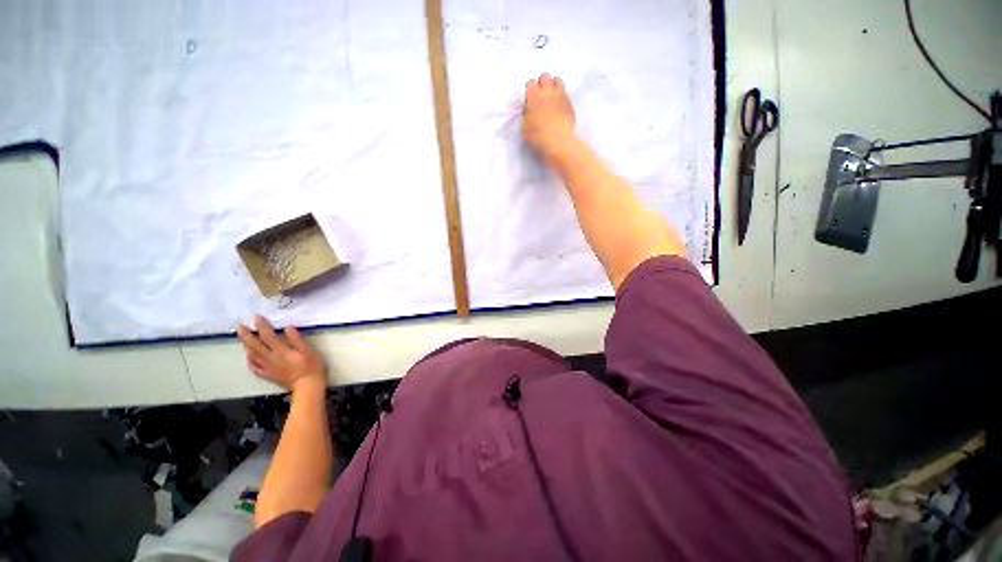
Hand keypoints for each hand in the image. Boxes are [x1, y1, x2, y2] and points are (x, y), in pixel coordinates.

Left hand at [237, 315, 326, 392]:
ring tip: (242, 337)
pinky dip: (249, 361)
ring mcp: (268, 368)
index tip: (256, 316)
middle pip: (254, 345)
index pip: (268, 335)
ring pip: (252, 355)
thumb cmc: (312, 367)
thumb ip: (297, 339)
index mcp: (281, 351)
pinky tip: (249, 357)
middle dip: (246, 334)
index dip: (261, 325)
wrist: (307, 386)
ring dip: (245, 345)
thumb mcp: (309, 351)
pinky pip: (254, 368)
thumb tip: (288, 326)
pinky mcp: (269, 375)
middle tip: (239, 325)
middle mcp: (270, 358)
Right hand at [522, 73, 576, 161]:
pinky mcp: (570, 103)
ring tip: (551, 97)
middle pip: (545, 77)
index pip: (531, 83)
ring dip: (553, 85)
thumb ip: (526, 115)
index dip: (529, 90)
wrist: (559, 142)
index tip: (529, 98)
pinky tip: (558, 106)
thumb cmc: (539, 137)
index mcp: (534, 97)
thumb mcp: (525, 128)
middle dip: (541, 83)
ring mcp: (561, 96)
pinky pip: (565, 92)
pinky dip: (561, 95)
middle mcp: (548, 92)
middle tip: (540, 95)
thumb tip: (529, 109)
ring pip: (557, 80)